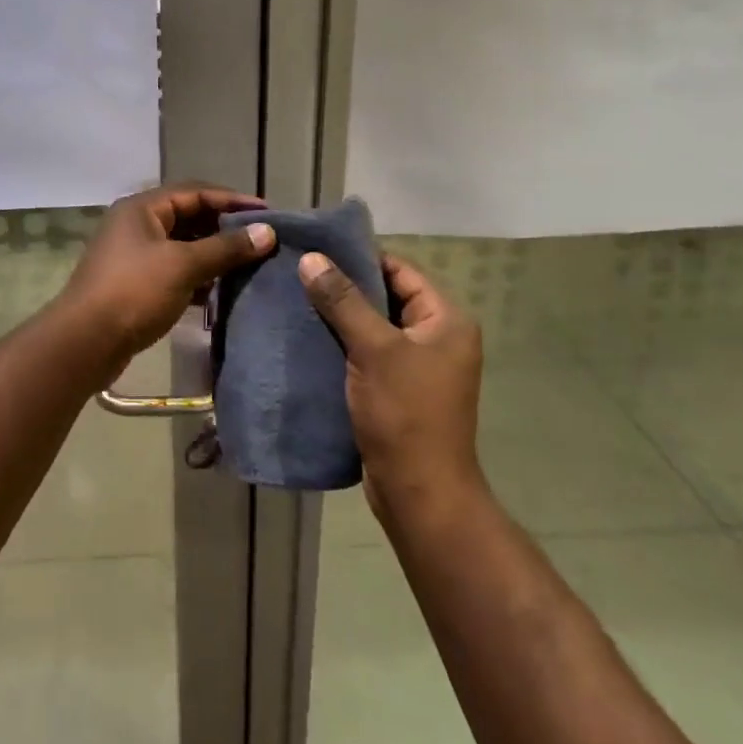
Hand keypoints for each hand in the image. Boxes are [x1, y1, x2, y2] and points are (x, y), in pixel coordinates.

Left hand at [57, 183, 275, 360]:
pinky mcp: (135, 284)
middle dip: (224, 227)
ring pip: (182, 246)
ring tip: (247, 264)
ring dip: (212, 253)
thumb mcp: (183, 265)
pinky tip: (221, 290)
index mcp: (142, 208)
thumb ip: (226, 248)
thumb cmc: (134, 292)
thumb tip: (267, 232)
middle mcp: (136, 225)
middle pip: (188, 217)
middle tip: (260, 239)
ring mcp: (133, 255)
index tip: (267, 213)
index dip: (232, 200)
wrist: (85, 342)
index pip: (195, 192)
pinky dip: (197, 276)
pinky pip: (174, 270)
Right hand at [298, 251, 485, 525]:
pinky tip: (308, 337)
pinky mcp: (398, 390)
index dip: (360, 258)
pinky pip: (368, 354)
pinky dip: (342, 345)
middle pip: (386, 297)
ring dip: (339, 317)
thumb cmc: (405, 413)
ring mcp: (418, 366)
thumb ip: (343, 301)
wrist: (418, 493)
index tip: (316, 250)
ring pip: (373, 327)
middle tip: (299, 273)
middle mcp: (438, 338)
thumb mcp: (374, 349)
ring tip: (296, 300)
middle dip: (344, 288)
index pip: (400, 271)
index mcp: (446, 320)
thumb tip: (311, 258)